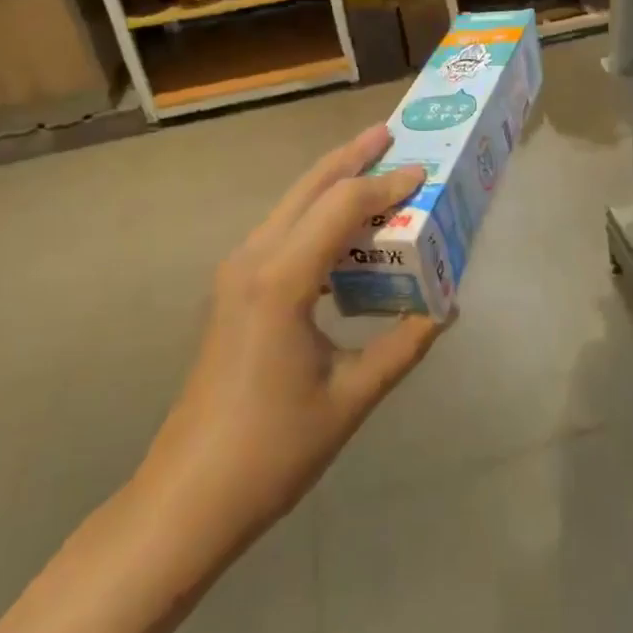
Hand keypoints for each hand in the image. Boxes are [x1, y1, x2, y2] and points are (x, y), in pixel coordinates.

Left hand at [131, 125, 446, 567]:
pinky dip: (316, 215)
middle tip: (390, 133)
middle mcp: (253, 261)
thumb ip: (404, 345)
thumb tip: (445, 307)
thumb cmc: (272, 449)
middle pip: (308, 188)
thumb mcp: (352, 396)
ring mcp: (236, 274)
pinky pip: (282, 232)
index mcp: (282, 279)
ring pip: (290, 205)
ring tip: (373, 166)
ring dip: (332, 182)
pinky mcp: (234, 292)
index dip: (386, 185)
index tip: (425, 174)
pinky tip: (344, 229)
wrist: (187, 499)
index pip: (343, 206)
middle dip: (351, 157)